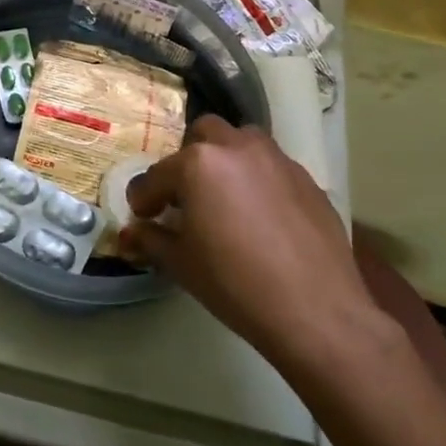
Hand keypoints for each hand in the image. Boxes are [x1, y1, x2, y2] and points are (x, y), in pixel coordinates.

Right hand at [122, 115, 383, 371]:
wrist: (315, 310)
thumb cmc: (234, 283)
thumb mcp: (181, 263)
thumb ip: (150, 239)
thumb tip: (130, 233)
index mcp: (198, 163)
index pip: (156, 176)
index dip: (144, 198)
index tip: (144, 217)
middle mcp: (236, 148)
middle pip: (202, 135)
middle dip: (187, 160)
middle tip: (186, 196)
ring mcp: (276, 159)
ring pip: (242, 141)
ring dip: (226, 158)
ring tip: (225, 197)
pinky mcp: (307, 179)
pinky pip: (272, 166)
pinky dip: (257, 179)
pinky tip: (260, 216)